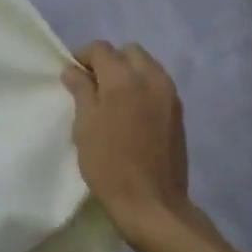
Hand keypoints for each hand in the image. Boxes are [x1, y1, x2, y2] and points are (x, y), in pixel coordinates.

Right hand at [61, 42, 193, 240]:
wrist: (152, 203)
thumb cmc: (109, 164)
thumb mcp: (84, 126)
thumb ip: (81, 91)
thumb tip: (73, 70)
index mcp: (124, 78)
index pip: (101, 49)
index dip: (82, 58)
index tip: (72, 77)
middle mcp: (151, 78)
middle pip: (128, 52)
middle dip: (109, 61)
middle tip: (93, 87)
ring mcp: (169, 94)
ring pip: (146, 66)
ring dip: (128, 74)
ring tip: (113, 101)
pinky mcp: (178, 112)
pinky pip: (158, 85)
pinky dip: (142, 88)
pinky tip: (131, 114)